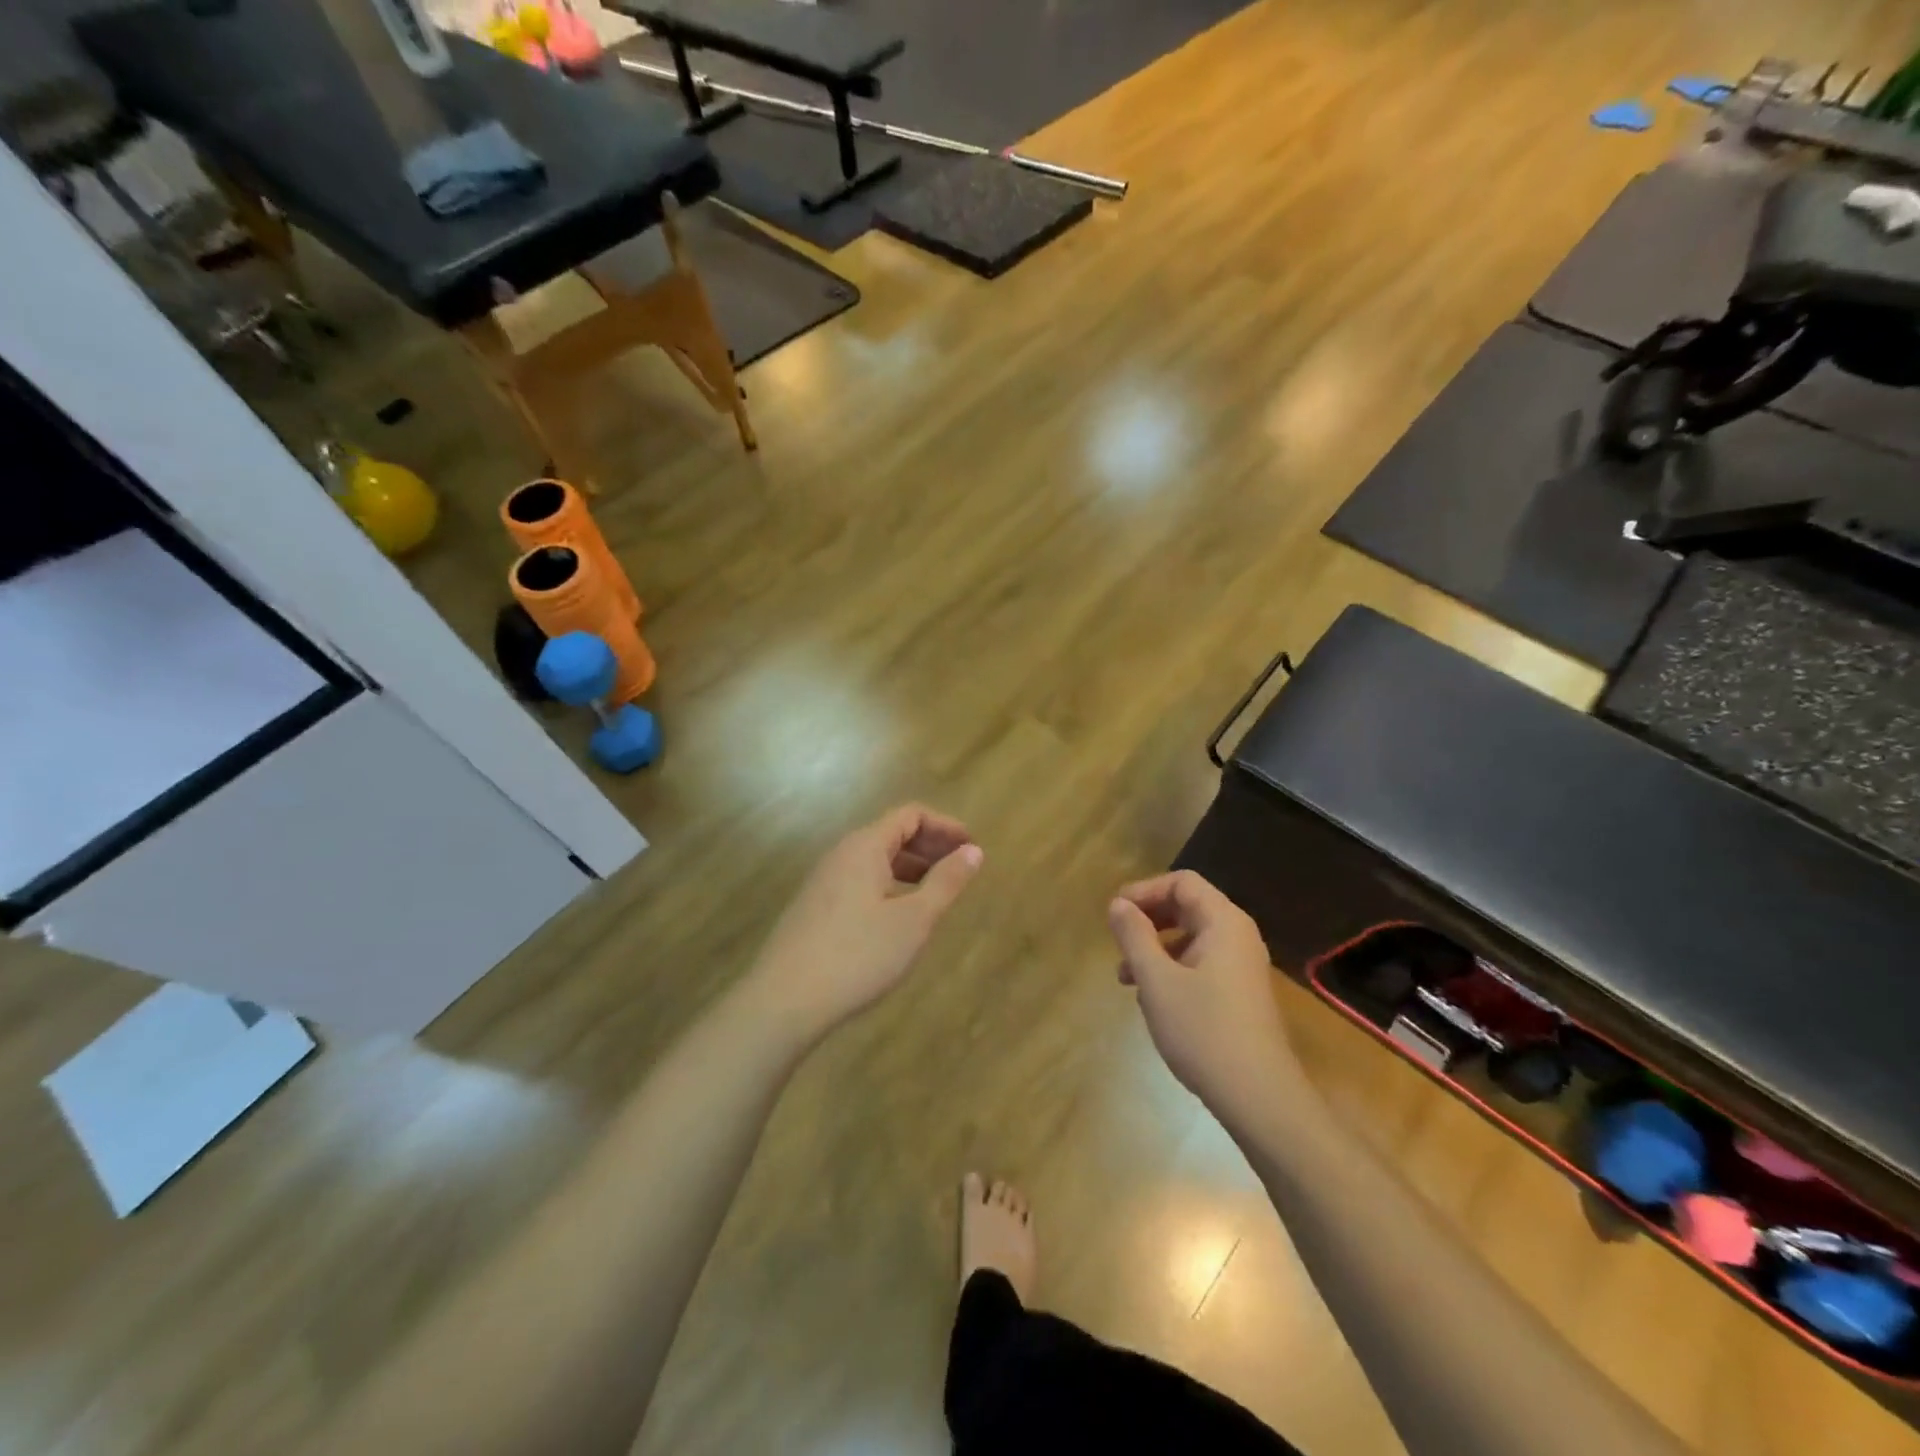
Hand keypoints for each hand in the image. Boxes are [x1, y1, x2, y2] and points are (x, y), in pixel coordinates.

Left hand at [746, 805, 983, 1038]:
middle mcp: (841, 854)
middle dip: (930, 846)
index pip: (910, 815)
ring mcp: (823, 881)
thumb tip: (973, 851)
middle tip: (961, 869)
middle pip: (891, 833)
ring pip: (875, 860)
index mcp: (865, 846)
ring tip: (936, 892)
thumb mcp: (914, 920)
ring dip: (910, 867)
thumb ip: (946, 882)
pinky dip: (889, 885)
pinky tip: (899, 916)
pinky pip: (860, 881)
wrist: (785, 1000)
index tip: (972, 846)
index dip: (945, 826)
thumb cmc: (858, 954)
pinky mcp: (815, 908)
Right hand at [1107, 871, 1303, 1119]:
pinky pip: (1200, 964)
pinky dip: (1172, 969)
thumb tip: (1118, 904)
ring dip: (1155, 948)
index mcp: (1223, 922)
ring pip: (1190, 938)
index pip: (1182, 882)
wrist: (1258, 1097)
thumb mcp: (1156, 980)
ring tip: (1126, 978)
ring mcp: (1241, 966)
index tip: (1115, 914)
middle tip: (1117, 940)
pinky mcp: (1240, 993)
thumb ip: (1134, 935)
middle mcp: (1237, 936)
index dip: (1144, 890)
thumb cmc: (1203, 1030)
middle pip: (1187, 907)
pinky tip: (1153, 1000)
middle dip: (1148, 919)